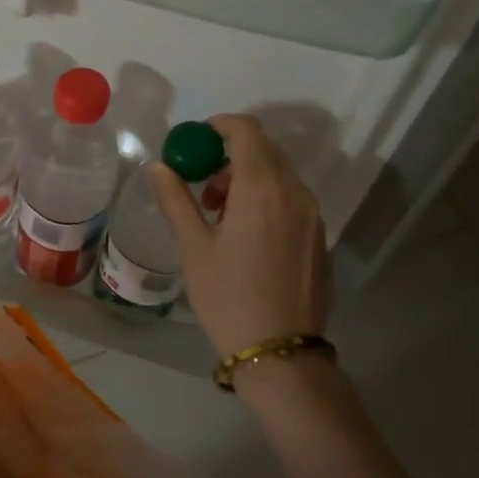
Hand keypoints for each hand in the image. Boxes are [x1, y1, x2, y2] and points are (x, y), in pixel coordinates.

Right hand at [148, 113, 332, 360]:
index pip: (246, 130)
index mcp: (262, 187)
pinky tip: (245, 233)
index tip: (194, 142)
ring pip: (279, 175)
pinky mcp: (319, 236)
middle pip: (264, 149)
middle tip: (201, 183)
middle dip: (229, 154)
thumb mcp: (193, 247)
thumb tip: (159, 167)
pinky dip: (266, 197)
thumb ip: (176, 199)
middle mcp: (295, 192)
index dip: (218, 126)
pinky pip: (291, 199)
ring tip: (219, 213)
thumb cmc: (228, 296)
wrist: (279, 351)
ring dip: (248, 177)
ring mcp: (313, 214)